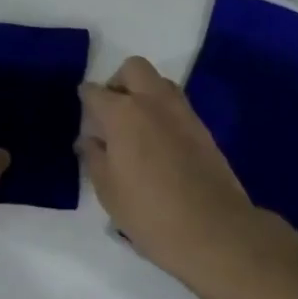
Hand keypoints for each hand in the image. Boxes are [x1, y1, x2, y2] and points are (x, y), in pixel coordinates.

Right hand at [79, 56, 256, 280]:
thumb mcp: (108, 190)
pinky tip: (159, 143)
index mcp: (122, 113)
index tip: (83, 114)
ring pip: (159, 82)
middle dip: (118, 82)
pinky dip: (163, 112)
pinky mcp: (202, 127)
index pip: (95, 92)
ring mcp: (182, 112)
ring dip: (144, 93)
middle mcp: (153, 101)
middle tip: (112, 112)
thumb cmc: (150, 213)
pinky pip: (176, 105)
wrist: (214, 229)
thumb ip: (94, 157)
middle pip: (133, 68)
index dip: (85, 99)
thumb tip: (88, 139)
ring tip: (136, 127)